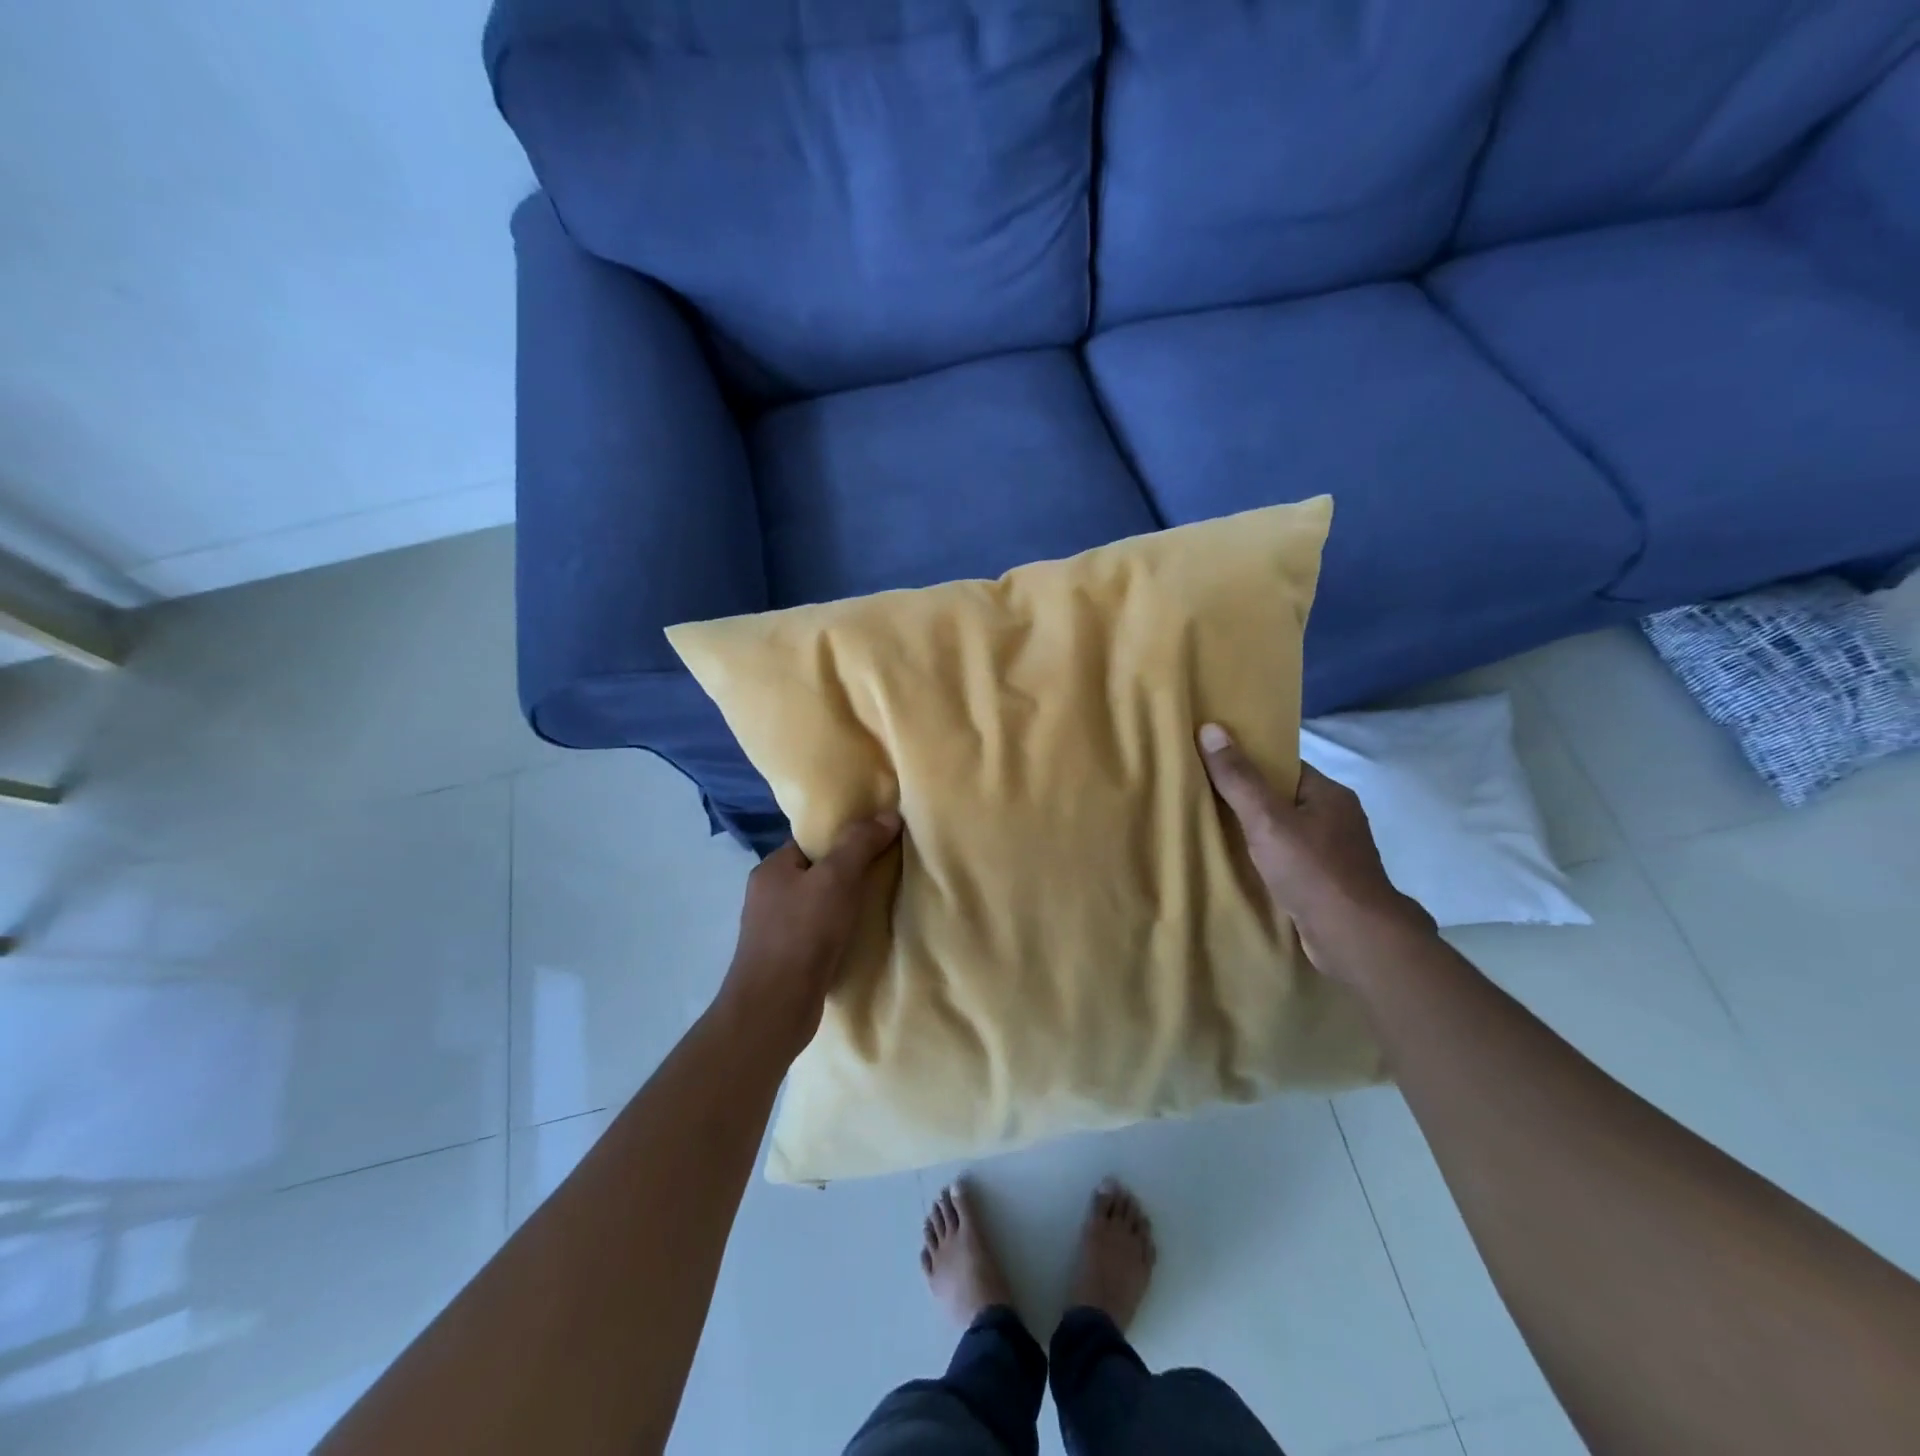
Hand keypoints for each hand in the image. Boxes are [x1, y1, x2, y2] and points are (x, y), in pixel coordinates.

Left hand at [715, 812, 902, 1057]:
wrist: (774, 1008)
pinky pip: (818, 933)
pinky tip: (862, 936)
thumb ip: (860, 844)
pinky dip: (839, 932)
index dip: (844, 837)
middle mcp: (768, 895)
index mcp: (772, 869)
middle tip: (886, 869)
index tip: (877, 839)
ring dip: (845, 905)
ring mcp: (774, 930)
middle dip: (849, 872)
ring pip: (819, 905)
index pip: (811, 841)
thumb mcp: (837, 879)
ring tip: (881, 901)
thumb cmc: (803, 934)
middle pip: (817, 872)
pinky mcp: (785, 960)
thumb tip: (888, 814)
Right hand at [1197, 723, 1434, 982]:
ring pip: (1287, 832)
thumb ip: (1238, 778)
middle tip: (1204, 796)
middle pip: (1284, 799)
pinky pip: (1291, 860)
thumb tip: (1210, 728)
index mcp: (1330, 794)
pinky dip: (1268, 860)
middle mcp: (1337, 819)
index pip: (1285, 766)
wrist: (1355, 939)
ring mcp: (1336, 853)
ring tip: (1214, 830)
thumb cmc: (1312, 870)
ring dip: (1258, 833)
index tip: (1215, 763)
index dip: (1251, 762)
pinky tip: (1242, 865)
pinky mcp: (1328, 884)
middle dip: (1249, 799)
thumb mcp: (1267, 819)